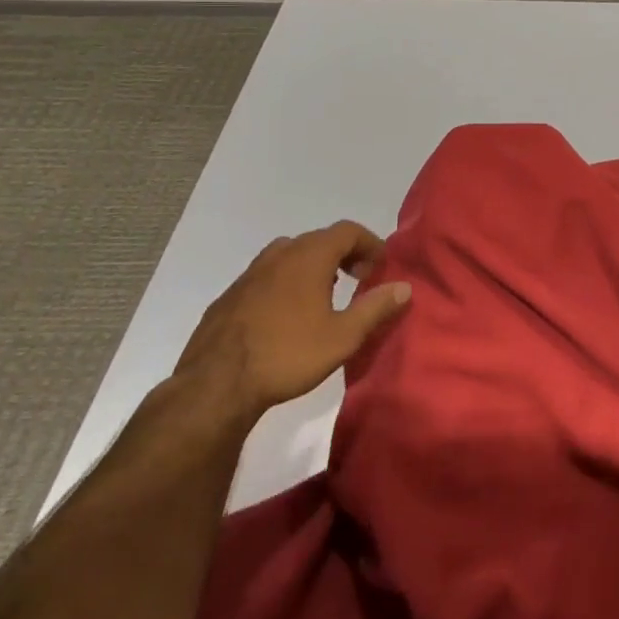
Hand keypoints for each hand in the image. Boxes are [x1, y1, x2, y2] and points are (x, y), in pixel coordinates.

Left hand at [173, 221, 411, 422]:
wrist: (214, 387)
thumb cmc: (288, 355)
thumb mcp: (343, 336)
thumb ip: (376, 307)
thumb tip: (404, 287)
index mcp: (309, 256)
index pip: (348, 231)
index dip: (370, 244)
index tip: (380, 268)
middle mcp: (279, 255)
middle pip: (319, 239)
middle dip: (344, 254)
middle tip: (358, 280)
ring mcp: (249, 274)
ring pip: (290, 255)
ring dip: (313, 266)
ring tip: (324, 296)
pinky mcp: (229, 297)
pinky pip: (267, 276)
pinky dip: (286, 282)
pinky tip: (286, 316)